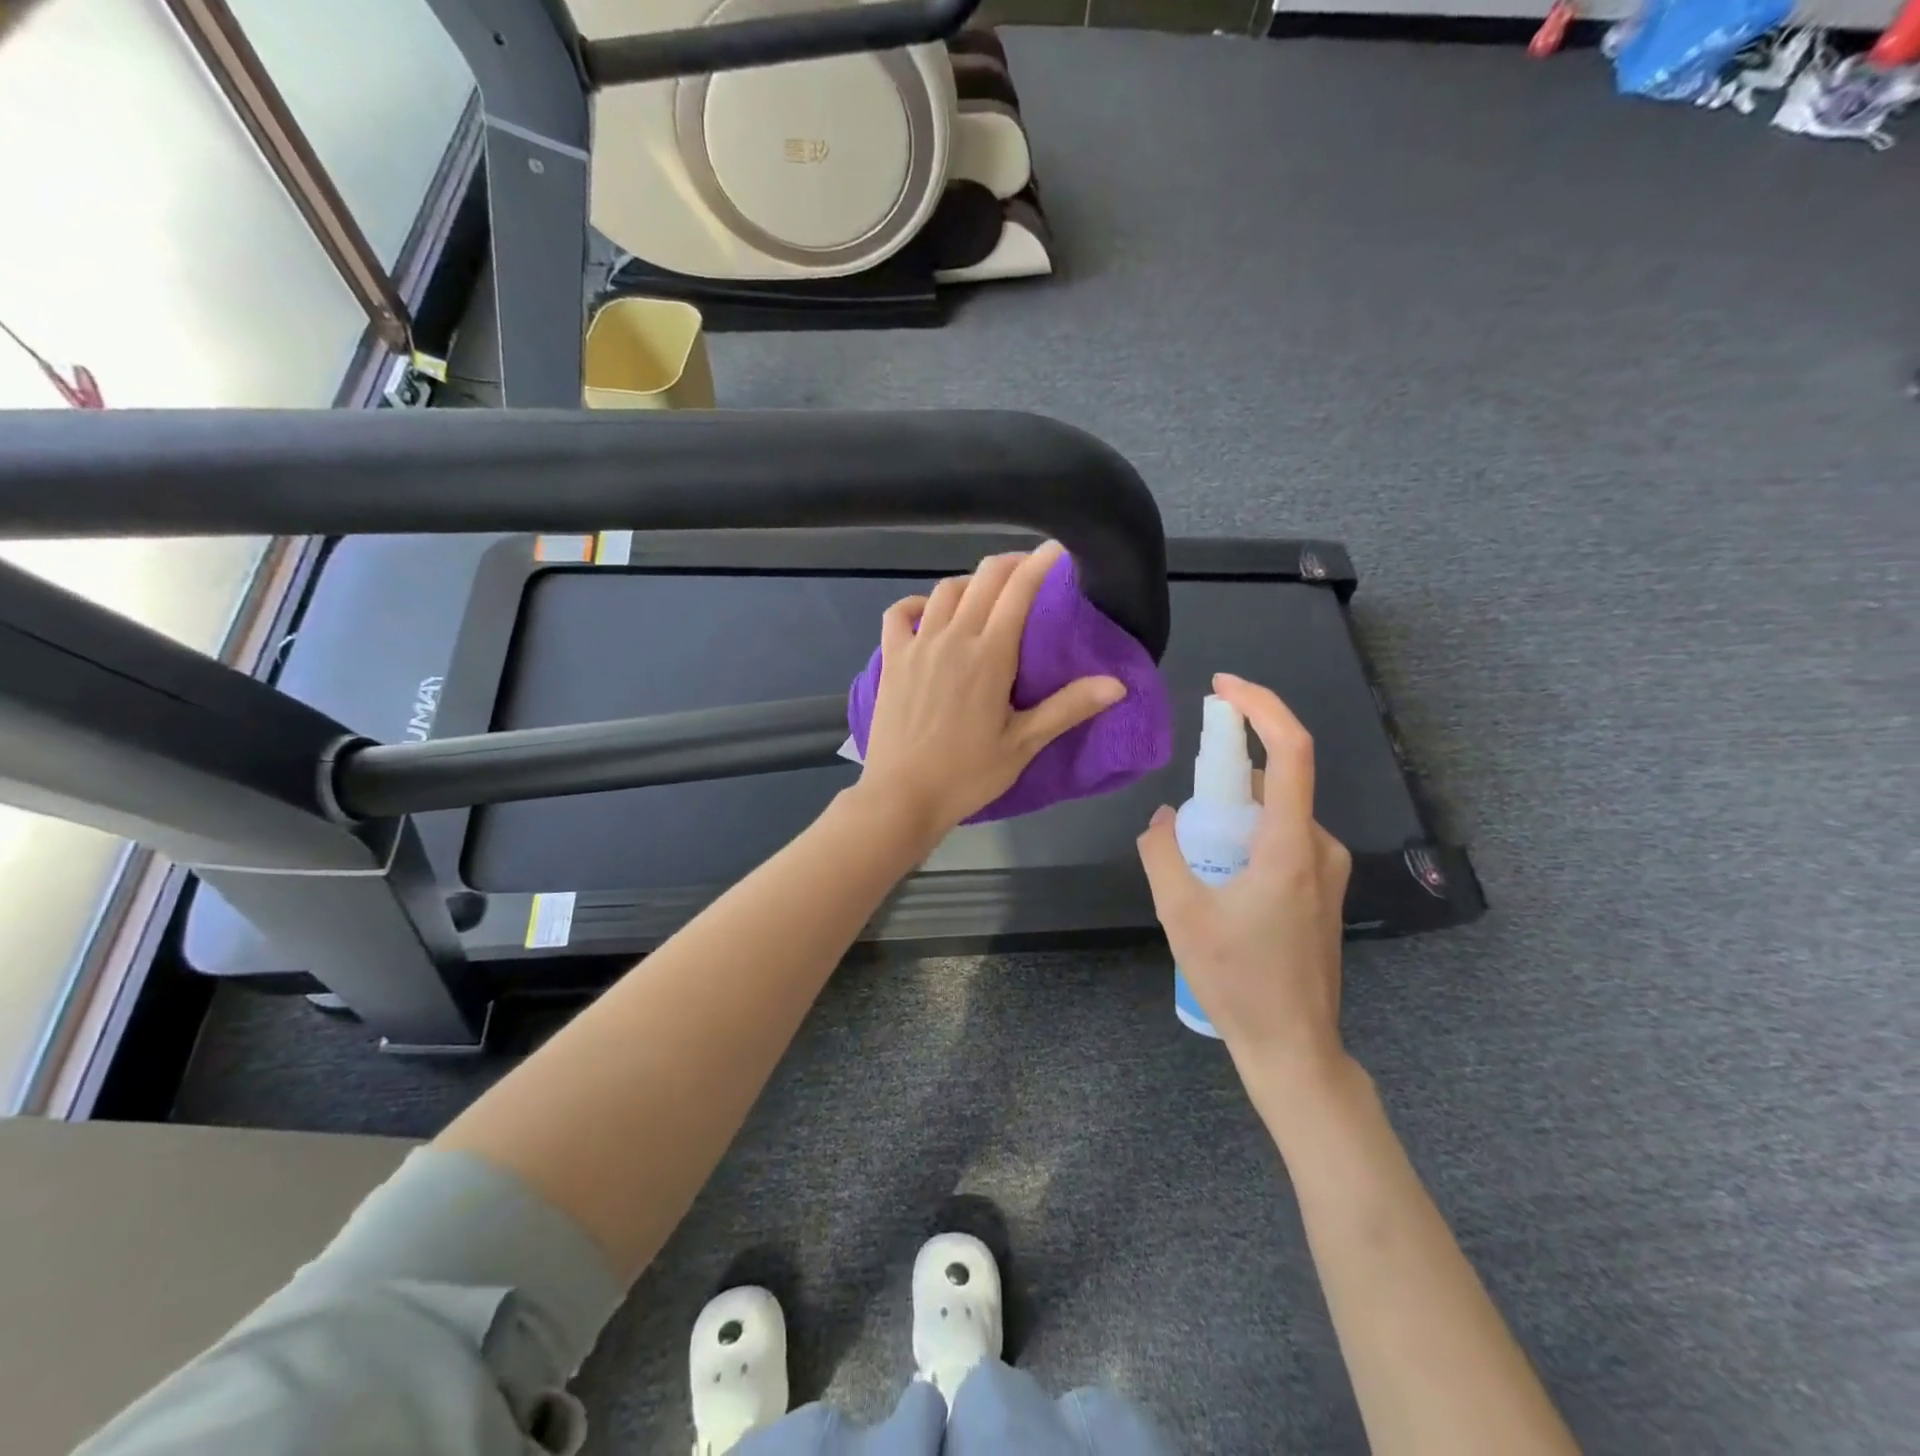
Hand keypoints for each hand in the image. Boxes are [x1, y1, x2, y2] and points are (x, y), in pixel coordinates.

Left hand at [857, 541, 1126, 838]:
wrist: (902, 796)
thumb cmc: (967, 774)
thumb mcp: (1023, 744)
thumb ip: (1068, 708)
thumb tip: (1118, 684)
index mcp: (989, 655)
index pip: (1018, 591)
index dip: (1040, 564)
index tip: (1057, 550)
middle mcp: (952, 638)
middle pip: (983, 579)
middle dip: (1010, 564)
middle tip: (1029, 569)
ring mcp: (917, 645)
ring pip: (945, 590)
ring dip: (971, 582)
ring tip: (987, 593)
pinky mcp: (891, 659)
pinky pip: (900, 613)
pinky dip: (918, 602)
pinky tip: (931, 613)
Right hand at [1135, 673, 1351, 1082]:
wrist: (1293, 1047)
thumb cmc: (1237, 980)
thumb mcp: (1180, 913)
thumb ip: (1163, 852)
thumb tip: (1164, 817)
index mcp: (1291, 846)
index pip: (1290, 751)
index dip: (1260, 707)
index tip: (1223, 688)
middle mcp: (1320, 847)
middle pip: (1276, 781)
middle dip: (1228, 772)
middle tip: (1186, 803)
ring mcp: (1328, 870)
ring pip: (1277, 813)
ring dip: (1235, 812)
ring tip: (1196, 856)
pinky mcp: (1323, 889)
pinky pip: (1284, 838)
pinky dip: (1249, 835)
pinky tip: (1220, 877)